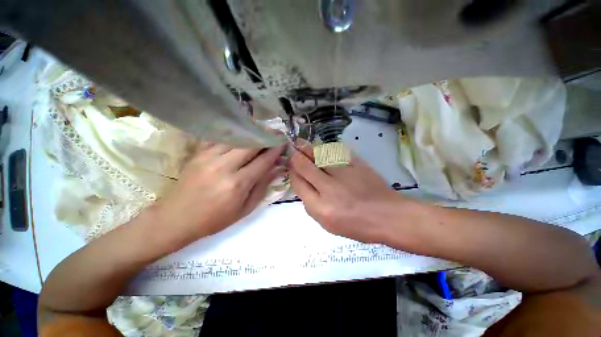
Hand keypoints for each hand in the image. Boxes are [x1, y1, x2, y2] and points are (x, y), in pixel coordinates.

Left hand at [152, 142, 284, 244]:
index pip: (263, 161)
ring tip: (261, 131)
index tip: (283, 143)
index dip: (275, 150)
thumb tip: (276, 169)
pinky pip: (219, 138)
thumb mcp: (244, 209)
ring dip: (251, 133)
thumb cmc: (214, 219)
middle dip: (266, 137)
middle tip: (275, 133)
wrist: (175, 219)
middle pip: (250, 144)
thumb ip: (262, 187)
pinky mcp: (198, 154)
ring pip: (236, 138)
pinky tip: (240, 134)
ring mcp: (208, 157)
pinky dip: (233, 135)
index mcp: (237, 184)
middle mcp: (224, 167)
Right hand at [289, 143, 405, 242]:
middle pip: (305, 166)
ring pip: (319, 155)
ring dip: (308, 148)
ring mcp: (344, 174)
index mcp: (320, 207)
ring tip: (301, 143)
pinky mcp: (357, 164)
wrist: (387, 216)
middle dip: (295, 156)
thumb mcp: (327, 223)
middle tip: (291, 149)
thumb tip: (302, 182)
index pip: (298, 183)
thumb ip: (311, 203)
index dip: (292, 172)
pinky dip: (326, 148)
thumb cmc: (356, 225)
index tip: (290, 165)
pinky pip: (336, 151)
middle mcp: (329, 188)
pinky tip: (321, 147)